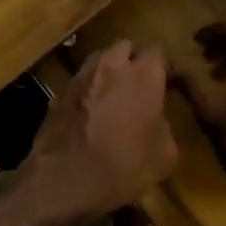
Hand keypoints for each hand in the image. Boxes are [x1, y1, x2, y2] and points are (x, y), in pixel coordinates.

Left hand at [22, 41, 177, 225]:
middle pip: (125, 46)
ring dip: (108, 69)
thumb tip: (157, 120)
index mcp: (143, 76)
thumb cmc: (122, 168)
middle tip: (138, 84)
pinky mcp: (59, 90)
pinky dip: (88, 87)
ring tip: (113, 93)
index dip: (162, 66)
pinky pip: (80, 79)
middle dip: (133, 60)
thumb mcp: (164, 157)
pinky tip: (90, 109)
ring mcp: (81, 75)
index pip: (157, 51)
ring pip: (99, 58)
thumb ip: (165, 127)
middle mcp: (111, 65)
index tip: (166, 83)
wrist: (64, 179)